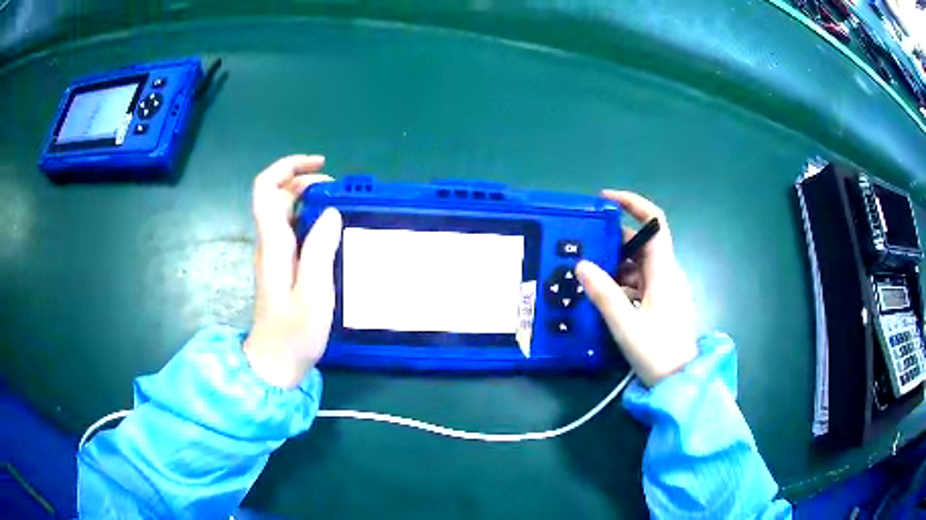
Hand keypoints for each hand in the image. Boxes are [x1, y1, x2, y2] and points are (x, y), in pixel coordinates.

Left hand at [243, 155, 342, 387]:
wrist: (275, 362)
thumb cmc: (294, 333)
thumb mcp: (314, 295)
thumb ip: (320, 251)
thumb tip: (330, 212)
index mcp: (273, 244)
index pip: (266, 189)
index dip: (288, 167)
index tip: (319, 166)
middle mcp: (269, 242)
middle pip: (276, 194)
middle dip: (303, 179)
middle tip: (338, 189)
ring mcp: (273, 254)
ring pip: (283, 210)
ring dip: (307, 197)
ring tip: (339, 204)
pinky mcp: (281, 265)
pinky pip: (291, 228)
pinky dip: (310, 217)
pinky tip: (330, 230)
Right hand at [576, 191, 696, 385]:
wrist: (680, 381)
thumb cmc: (658, 352)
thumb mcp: (626, 325)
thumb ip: (604, 294)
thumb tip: (581, 264)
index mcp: (664, 271)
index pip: (655, 223)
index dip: (633, 204)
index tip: (605, 200)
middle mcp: (666, 274)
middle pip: (641, 243)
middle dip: (613, 239)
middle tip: (583, 244)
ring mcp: (665, 289)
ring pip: (638, 264)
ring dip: (614, 263)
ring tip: (585, 271)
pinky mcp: (660, 302)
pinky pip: (638, 281)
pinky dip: (620, 281)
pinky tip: (601, 293)